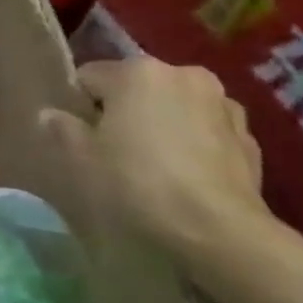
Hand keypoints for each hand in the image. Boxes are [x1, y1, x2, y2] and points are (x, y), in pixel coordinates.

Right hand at [41, 58, 271, 267]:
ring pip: (173, 107)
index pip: (89, 78)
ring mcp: (223, 103)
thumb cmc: (137, 183)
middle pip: (135, 88)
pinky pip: (205, 130)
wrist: (219, 231)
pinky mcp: (250, 137)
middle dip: (123, 111)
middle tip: (113, 151)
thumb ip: (62, 128)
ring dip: (161, 124)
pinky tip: (184, 176)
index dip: (78, 107)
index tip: (79, 138)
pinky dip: (192, 143)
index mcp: (138, 71)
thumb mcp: (81, 158)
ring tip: (152, 165)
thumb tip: (52, 114)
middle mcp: (183, 73)